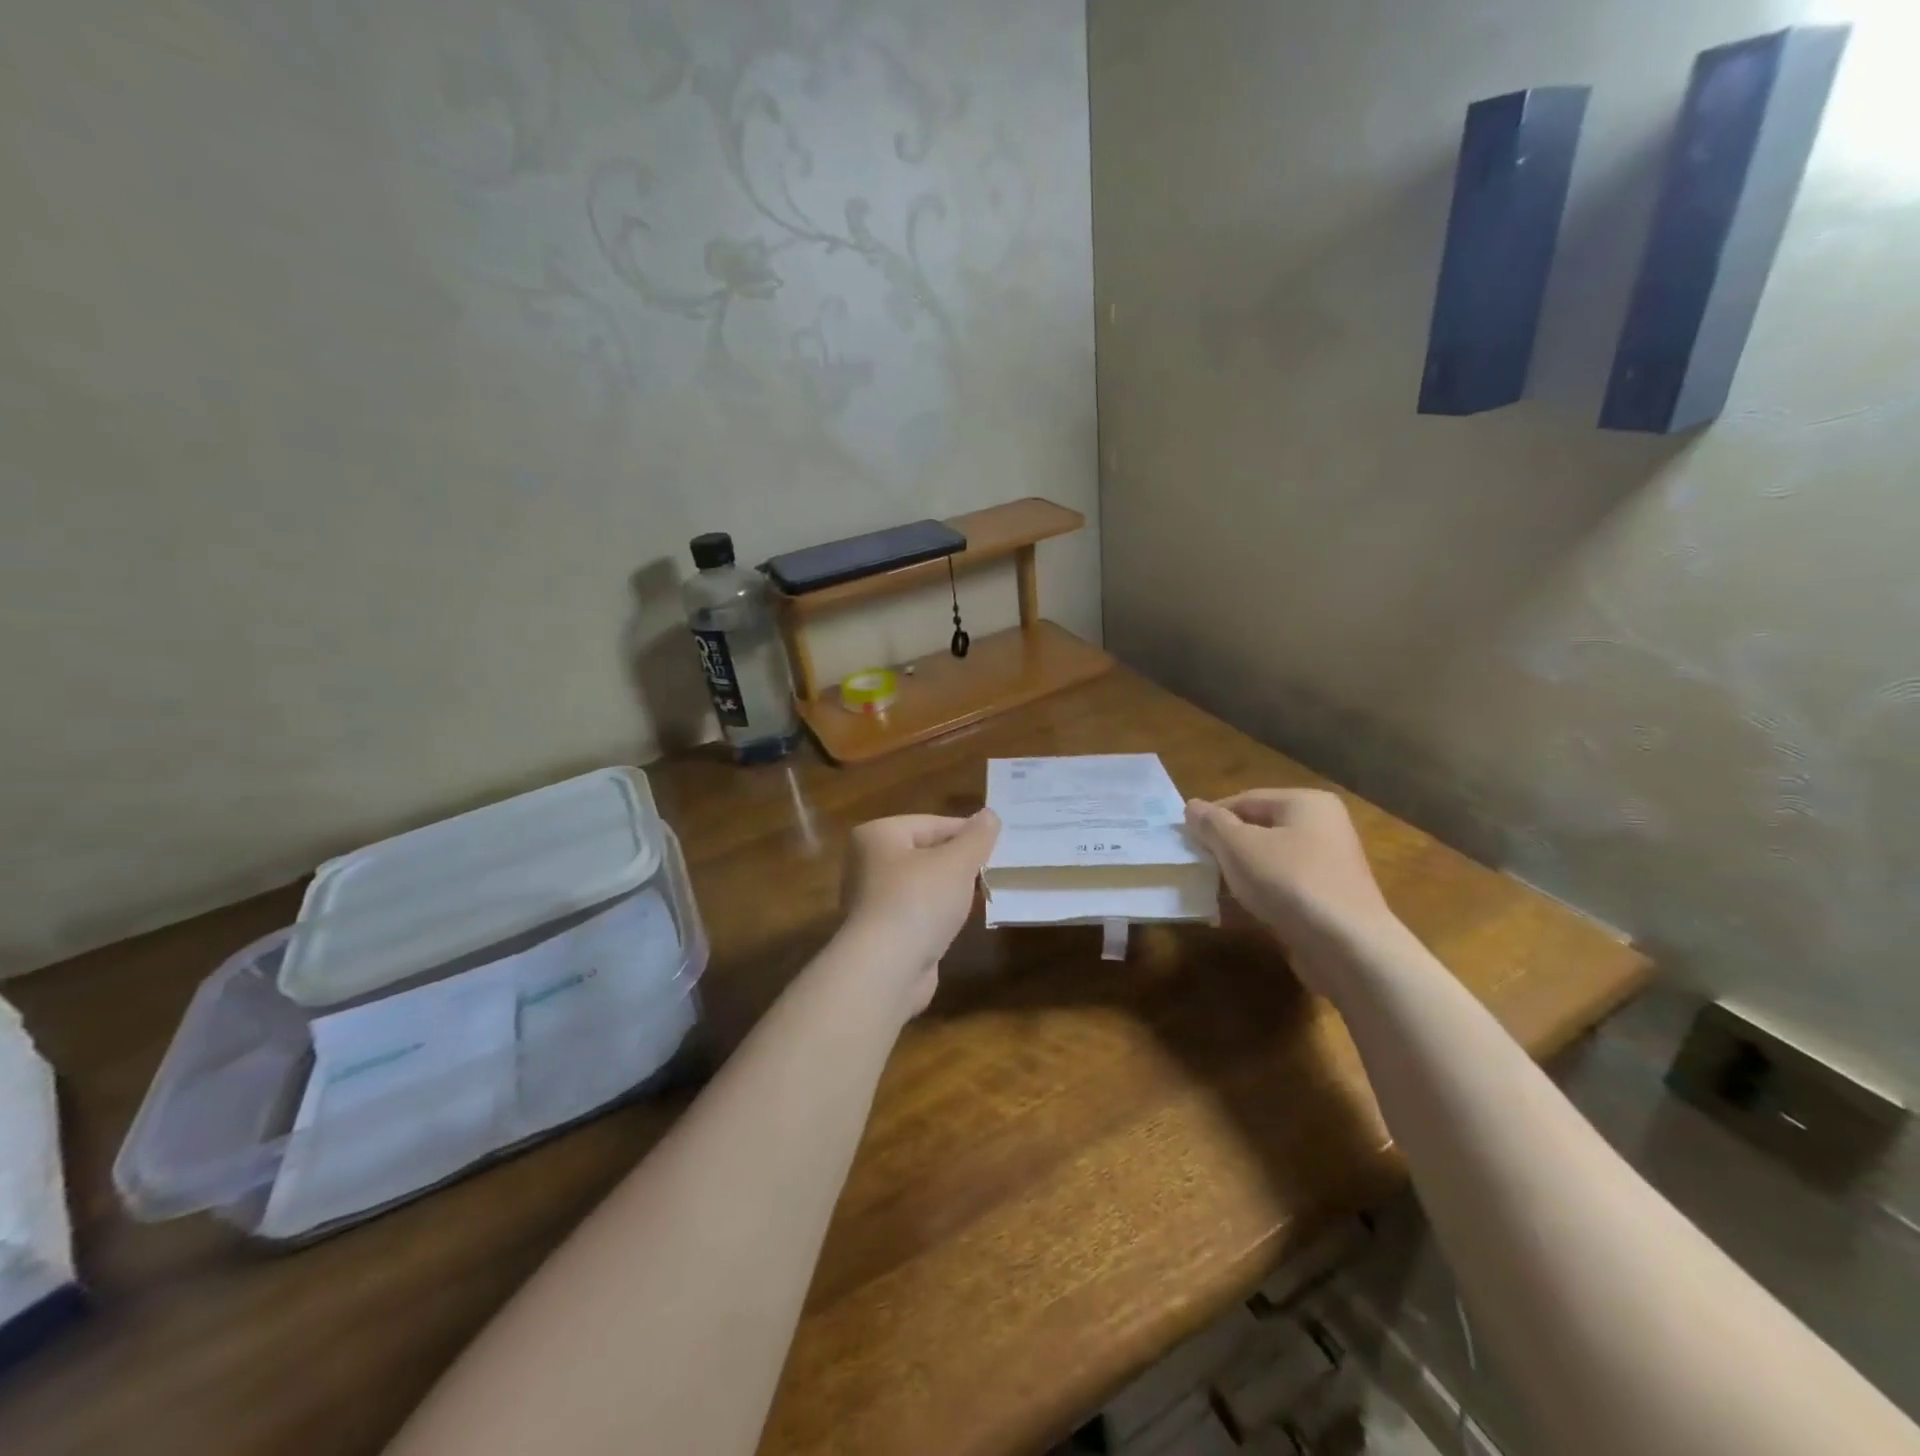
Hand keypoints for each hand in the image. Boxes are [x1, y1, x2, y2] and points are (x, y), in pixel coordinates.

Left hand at [839, 810, 1000, 1015]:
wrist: (885, 970)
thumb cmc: (918, 902)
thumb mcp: (957, 862)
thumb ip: (976, 837)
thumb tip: (990, 815)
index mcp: (878, 835)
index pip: (932, 823)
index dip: (967, 833)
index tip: (998, 844)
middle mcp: (867, 863)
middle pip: (925, 853)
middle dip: (959, 862)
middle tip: (993, 870)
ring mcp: (871, 900)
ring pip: (922, 885)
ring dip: (949, 890)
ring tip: (981, 895)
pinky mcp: (881, 932)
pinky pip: (917, 912)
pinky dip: (937, 915)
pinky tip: (957, 923)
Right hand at [1185, 789, 1400, 997]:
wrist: (1346, 948)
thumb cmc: (1289, 881)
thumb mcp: (1238, 846)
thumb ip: (1211, 824)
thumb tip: (1192, 807)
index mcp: (1306, 804)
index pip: (1246, 799)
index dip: (1211, 818)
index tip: (1183, 839)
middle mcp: (1322, 828)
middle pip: (1257, 831)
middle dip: (1222, 849)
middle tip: (1192, 865)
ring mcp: (1326, 867)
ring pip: (1266, 863)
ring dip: (1234, 877)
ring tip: (1204, 891)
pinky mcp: (1324, 902)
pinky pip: (1279, 891)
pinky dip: (1254, 898)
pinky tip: (1226, 915)